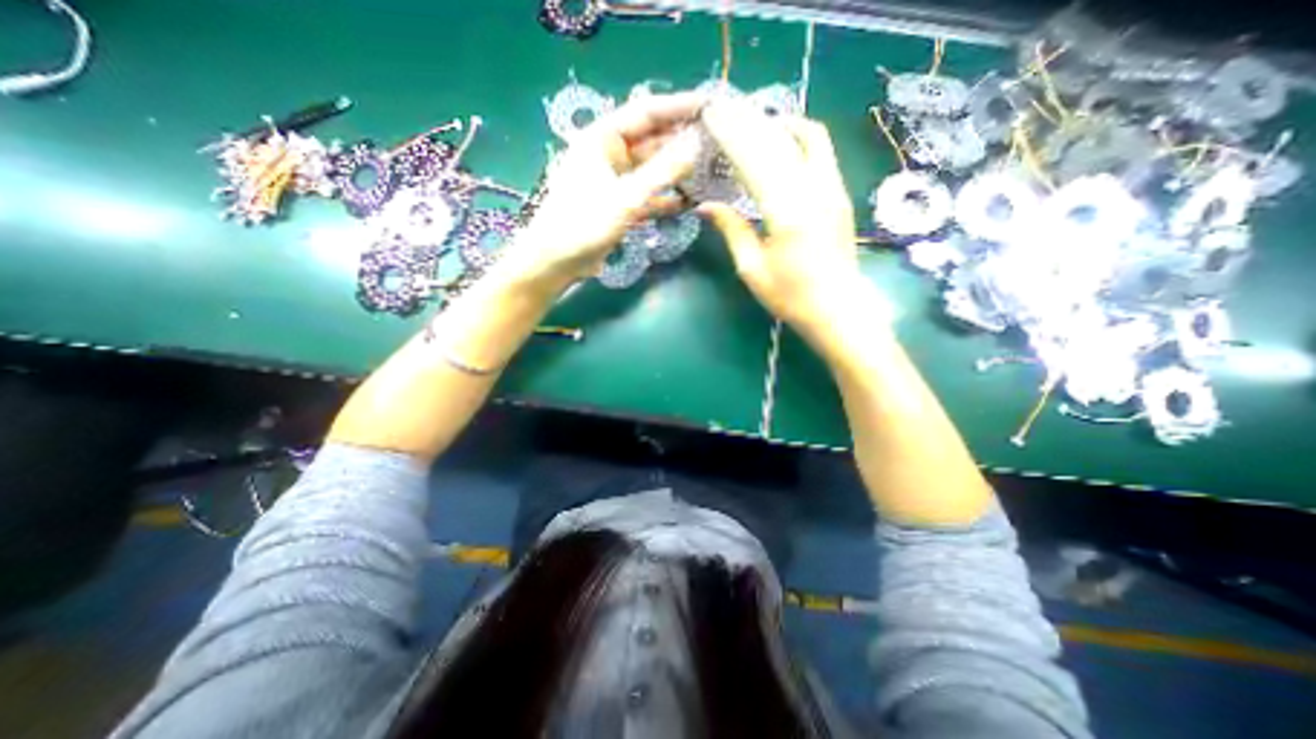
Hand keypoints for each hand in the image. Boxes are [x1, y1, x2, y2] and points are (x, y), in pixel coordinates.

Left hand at [504, 95, 708, 291]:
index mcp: (602, 139)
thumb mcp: (626, 197)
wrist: (557, 261)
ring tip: (708, 170)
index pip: (645, 113)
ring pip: (651, 170)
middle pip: (651, 141)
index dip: (678, 107)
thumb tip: (696, 146)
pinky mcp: (619, 205)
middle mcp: (609, 155)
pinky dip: (665, 198)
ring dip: (676, 171)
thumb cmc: (584, 223)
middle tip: (716, 141)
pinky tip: (687, 201)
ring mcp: (615, 182)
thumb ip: (662, 172)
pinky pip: (647, 195)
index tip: (709, 105)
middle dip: (681, 141)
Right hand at [693, 96, 870, 330]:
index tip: (712, 116)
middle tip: (726, 112)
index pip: (755, 159)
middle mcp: (815, 190)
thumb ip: (732, 230)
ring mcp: (833, 188)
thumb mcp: (752, 269)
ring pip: (808, 136)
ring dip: (777, 124)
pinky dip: (797, 137)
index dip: (732, 135)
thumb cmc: (791, 297)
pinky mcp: (840, 194)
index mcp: (788, 211)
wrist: (839, 310)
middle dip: (750, 121)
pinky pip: (820, 151)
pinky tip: (780, 143)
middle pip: (780, 139)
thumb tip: (706, 205)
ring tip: (751, 123)